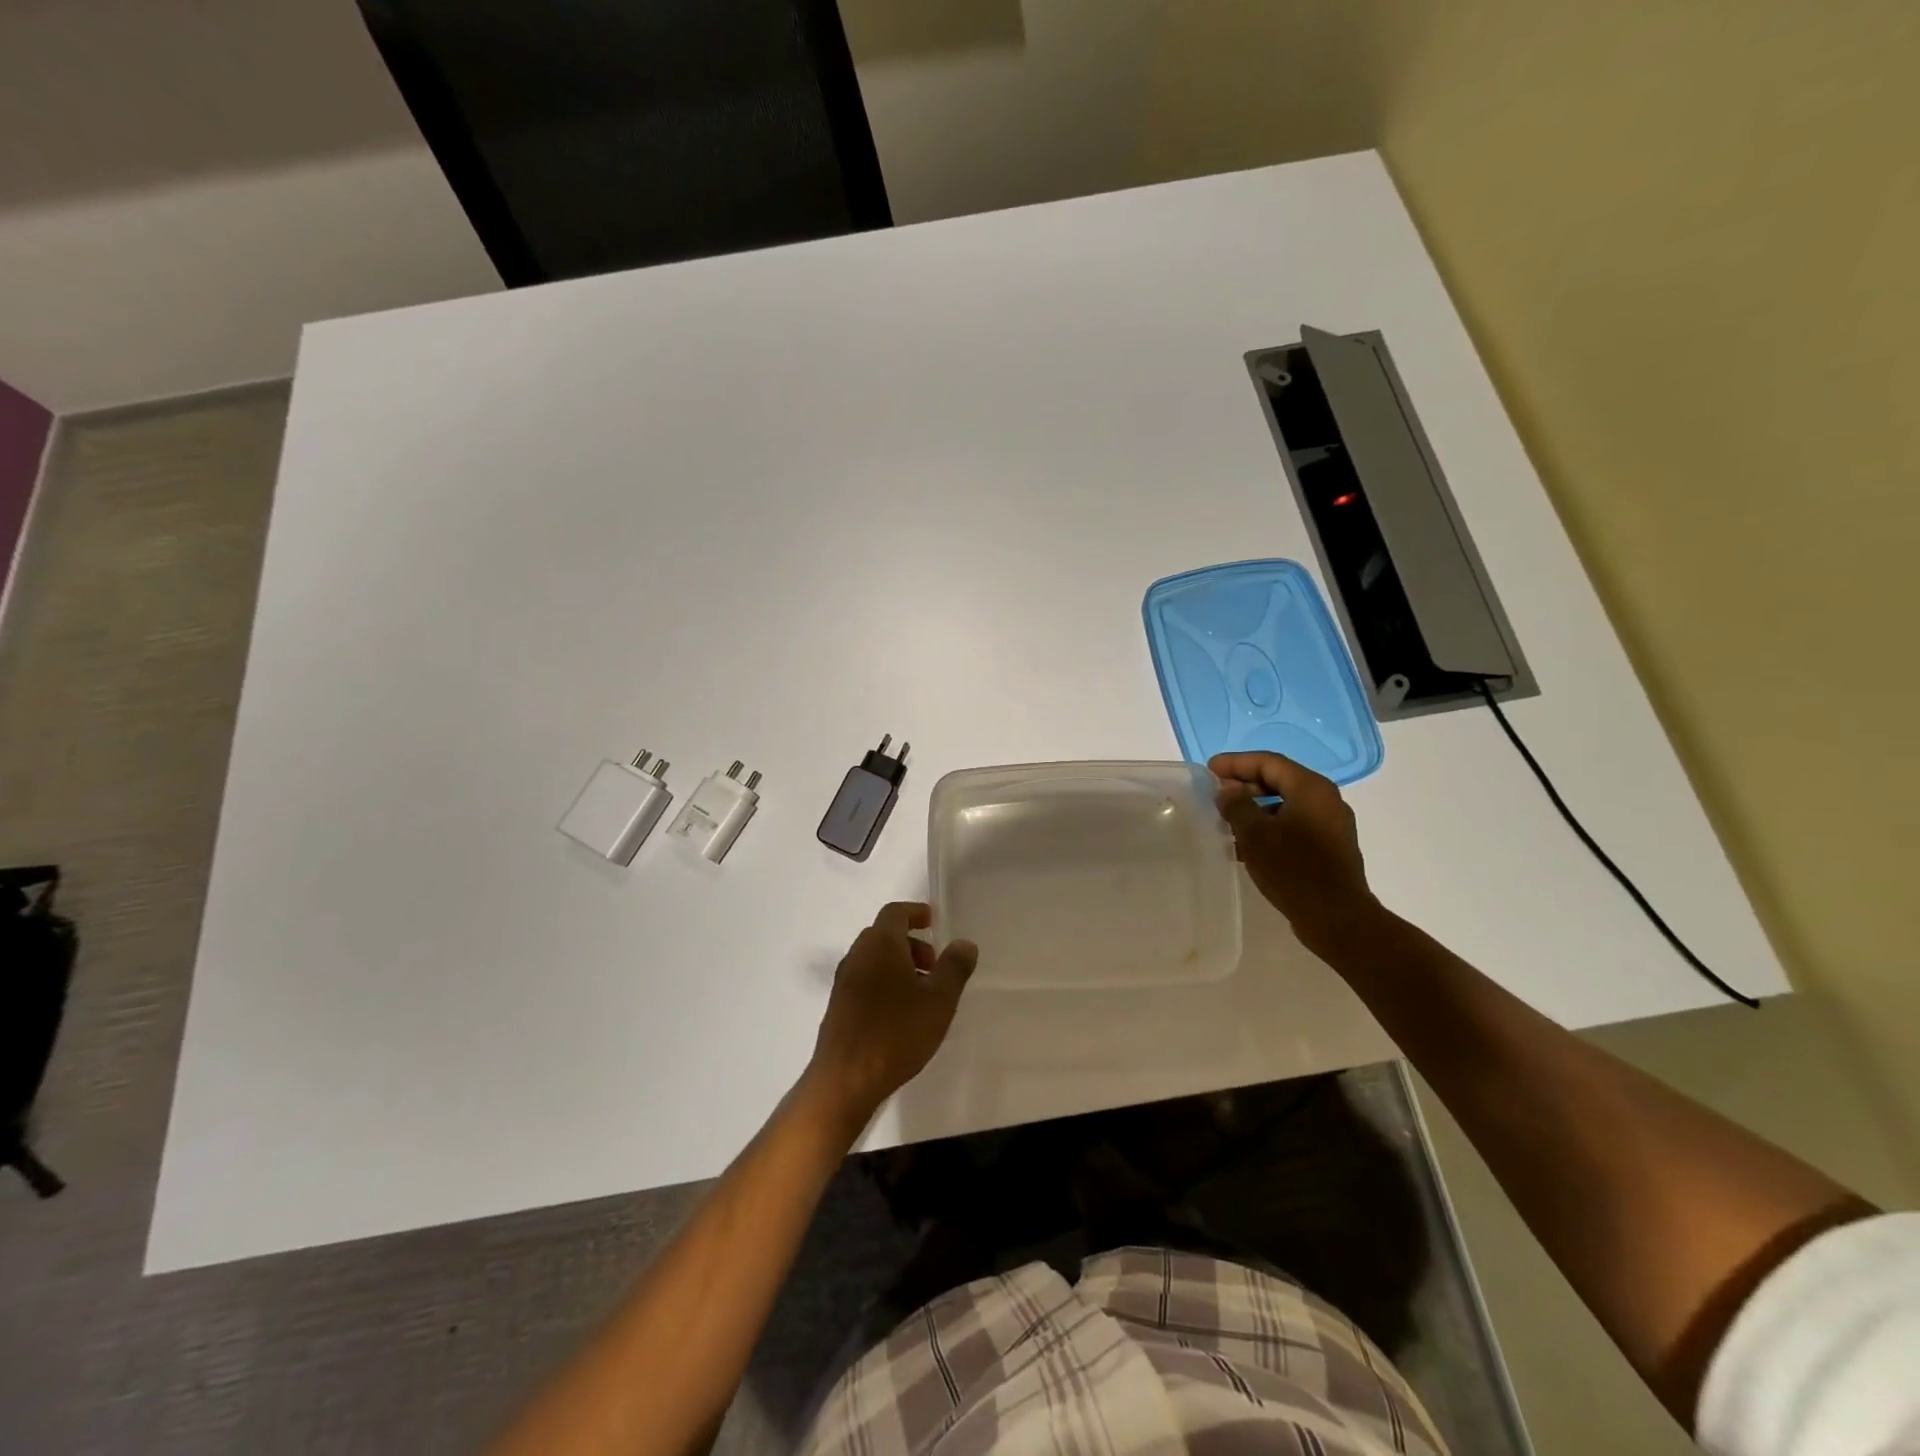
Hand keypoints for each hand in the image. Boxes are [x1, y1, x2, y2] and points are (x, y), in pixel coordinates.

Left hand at [806, 903, 977, 1128]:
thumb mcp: (939, 1000)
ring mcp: (844, 982)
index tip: (933, 921)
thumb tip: (964, 943)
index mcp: (880, 944)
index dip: (915, 912)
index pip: (895, 912)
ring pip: (874, 959)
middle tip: (935, 965)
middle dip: (912, 943)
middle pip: (884, 935)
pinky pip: (865, 980)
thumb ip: (954, 967)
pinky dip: (885, 982)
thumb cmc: (897, 1032)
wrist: (846, 1079)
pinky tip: (901, 1014)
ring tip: (923, 993)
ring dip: (898, 965)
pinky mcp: (839, 1006)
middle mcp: (857, 955)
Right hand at [1209, 752, 1378, 954]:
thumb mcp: (1255, 834)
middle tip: (1216, 795)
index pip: (1268, 762)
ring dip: (1255, 808)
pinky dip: (1270, 826)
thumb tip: (1227, 789)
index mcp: (1311, 788)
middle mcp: (1325, 799)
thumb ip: (1237, 805)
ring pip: (1286, 804)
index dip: (1236, 763)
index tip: (1209, 770)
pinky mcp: (1330, 847)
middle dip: (1245, 785)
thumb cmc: (1292, 869)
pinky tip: (1247, 844)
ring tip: (1226, 821)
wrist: (1335, 917)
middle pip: (1279, 780)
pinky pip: (1294, 824)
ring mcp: (1331, 824)